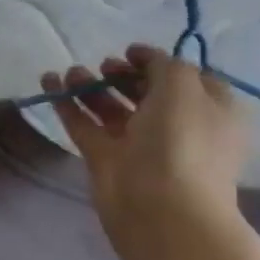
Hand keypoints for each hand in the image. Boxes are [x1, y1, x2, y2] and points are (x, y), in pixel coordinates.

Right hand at [40, 45, 250, 251]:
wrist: (161, 207)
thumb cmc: (183, 142)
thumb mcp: (184, 88)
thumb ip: (164, 65)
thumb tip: (145, 58)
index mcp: (210, 111)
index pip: (187, 79)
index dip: (158, 62)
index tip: (130, 52)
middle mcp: (177, 126)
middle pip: (146, 93)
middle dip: (122, 74)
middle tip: (104, 64)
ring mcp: (139, 144)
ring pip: (111, 108)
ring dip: (91, 86)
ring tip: (70, 72)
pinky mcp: (105, 158)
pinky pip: (84, 123)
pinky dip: (67, 103)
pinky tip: (49, 81)